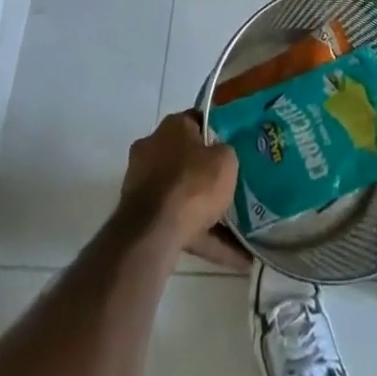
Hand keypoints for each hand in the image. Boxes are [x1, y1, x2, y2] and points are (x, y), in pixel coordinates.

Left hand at [119, 112, 247, 270]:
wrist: (153, 233)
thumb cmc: (193, 183)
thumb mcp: (226, 159)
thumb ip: (225, 153)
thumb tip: (220, 156)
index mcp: (173, 126)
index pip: (197, 120)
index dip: (217, 132)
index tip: (233, 145)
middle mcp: (152, 148)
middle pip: (186, 158)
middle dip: (206, 173)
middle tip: (231, 184)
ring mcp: (142, 184)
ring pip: (180, 194)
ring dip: (204, 209)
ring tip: (237, 228)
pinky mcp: (139, 217)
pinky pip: (177, 222)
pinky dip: (200, 236)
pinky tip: (229, 255)